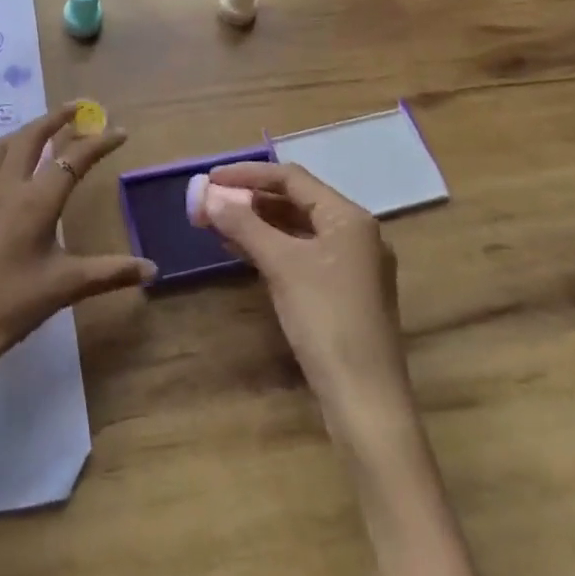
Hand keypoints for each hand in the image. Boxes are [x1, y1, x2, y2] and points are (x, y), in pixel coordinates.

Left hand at [0, 102, 155, 390]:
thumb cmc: (9, 307)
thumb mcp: (64, 288)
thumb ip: (110, 273)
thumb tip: (152, 269)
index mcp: (36, 201)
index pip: (74, 158)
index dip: (100, 141)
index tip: (120, 131)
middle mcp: (6, 186)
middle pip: (32, 135)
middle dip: (57, 117)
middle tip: (79, 108)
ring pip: (3, 143)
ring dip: (26, 130)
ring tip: (43, 131)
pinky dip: (3, 152)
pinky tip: (8, 169)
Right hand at [206, 161, 411, 437]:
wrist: (365, 401)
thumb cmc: (326, 320)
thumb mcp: (281, 265)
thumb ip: (244, 224)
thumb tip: (209, 195)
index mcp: (349, 218)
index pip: (292, 178)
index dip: (248, 174)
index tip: (211, 178)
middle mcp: (356, 233)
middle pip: (296, 201)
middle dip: (251, 199)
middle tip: (212, 202)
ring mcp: (353, 264)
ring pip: (298, 228)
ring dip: (259, 223)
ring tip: (219, 224)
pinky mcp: (344, 291)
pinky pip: (303, 253)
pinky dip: (272, 246)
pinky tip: (243, 251)